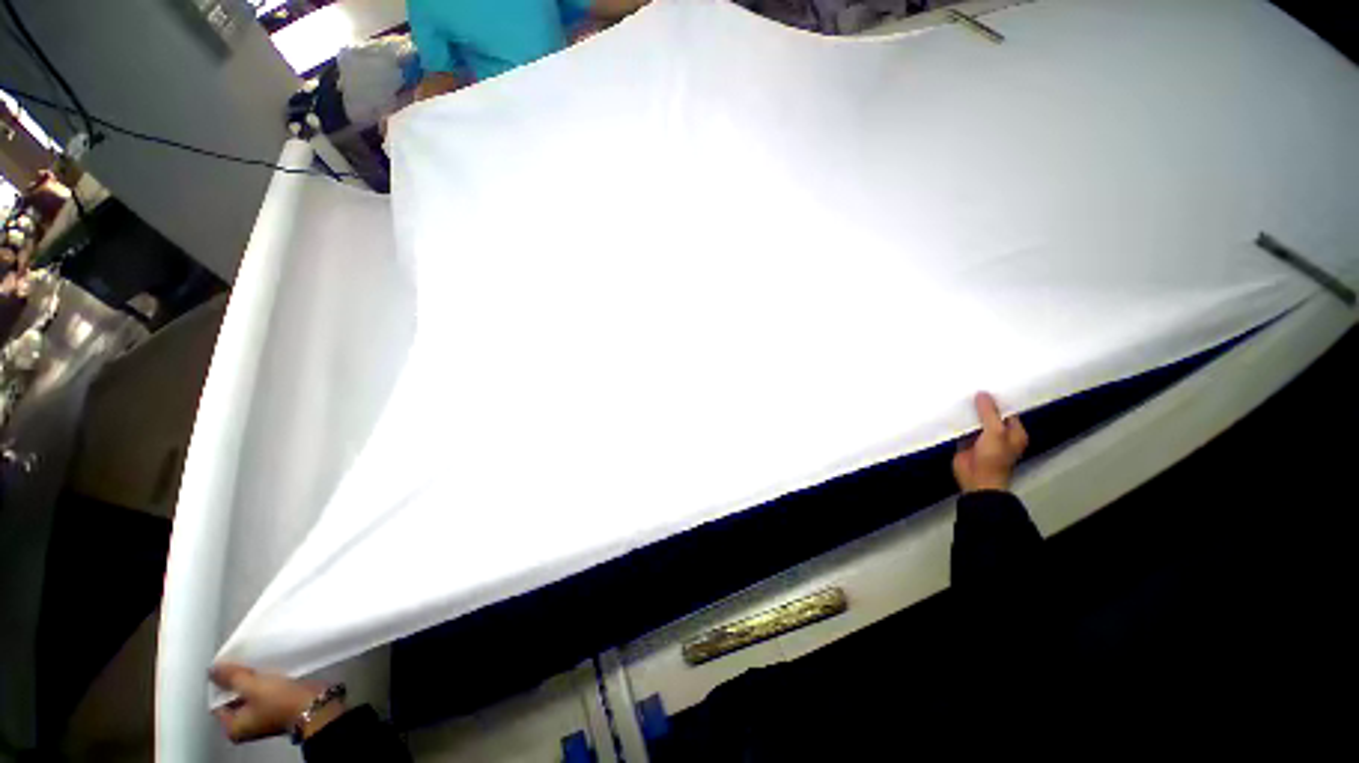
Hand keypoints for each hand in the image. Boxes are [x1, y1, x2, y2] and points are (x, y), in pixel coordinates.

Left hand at [210, 664, 344, 743]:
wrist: (315, 705)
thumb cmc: (280, 701)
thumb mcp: (253, 686)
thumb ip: (231, 677)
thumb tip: (212, 669)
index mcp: (232, 728)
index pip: (217, 702)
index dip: (221, 683)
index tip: (230, 667)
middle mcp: (244, 727)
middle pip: (234, 698)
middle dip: (238, 682)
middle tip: (245, 665)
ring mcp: (262, 719)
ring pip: (250, 695)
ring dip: (253, 681)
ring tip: (259, 667)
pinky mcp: (277, 710)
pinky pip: (263, 695)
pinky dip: (265, 684)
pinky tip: (271, 673)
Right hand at [953, 392, 1028, 492]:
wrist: (977, 480)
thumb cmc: (993, 457)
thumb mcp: (995, 433)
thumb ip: (989, 413)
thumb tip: (982, 393)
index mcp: (1014, 432)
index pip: (1006, 411)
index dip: (997, 399)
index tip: (986, 384)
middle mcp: (999, 434)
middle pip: (989, 414)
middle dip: (980, 403)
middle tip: (969, 385)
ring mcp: (982, 438)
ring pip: (975, 420)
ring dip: (968, 411)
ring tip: (957, 393)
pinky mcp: (966, 441)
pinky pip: (962, 427)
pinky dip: (958, 420)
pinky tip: (950, 408)